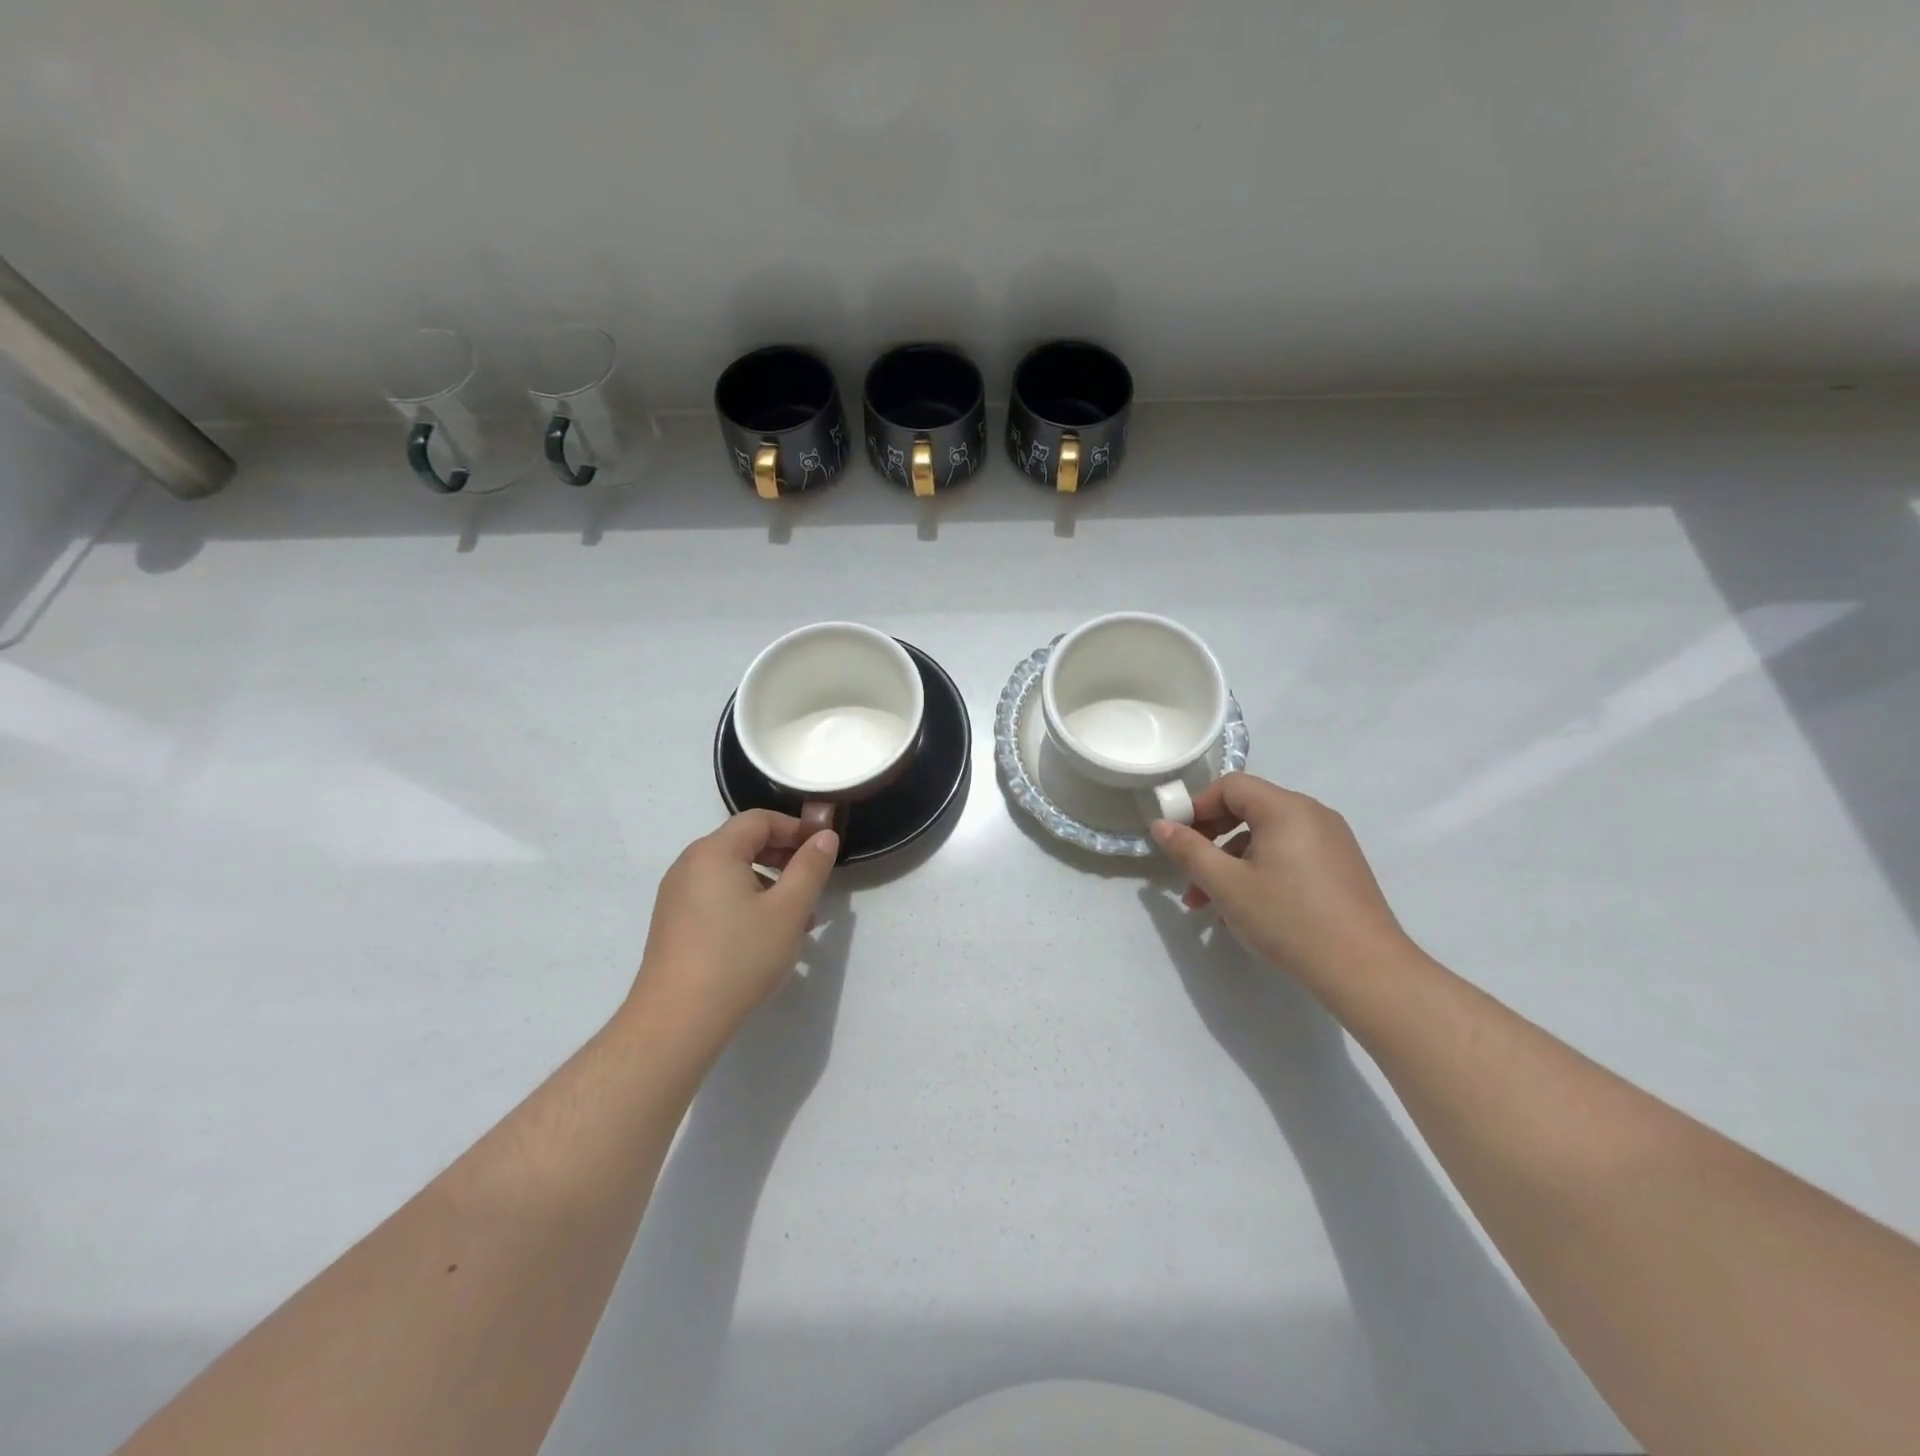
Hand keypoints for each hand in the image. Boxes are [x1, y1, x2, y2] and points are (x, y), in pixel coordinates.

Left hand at [630, 811, 837, 1043]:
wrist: (677, 1020)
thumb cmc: (739, 957)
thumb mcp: (789, 910)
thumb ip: (810, 868)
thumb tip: (825, 836)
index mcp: (714, 852)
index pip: (760, 820)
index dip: (796, 828)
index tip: (824, 848)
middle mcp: (689, 864)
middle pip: (743, 843)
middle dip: (784, 857)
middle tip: (814, 881)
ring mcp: (676, 895)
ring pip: (732, 873)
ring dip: (769, 883)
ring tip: (798, 918)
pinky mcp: (673, 922)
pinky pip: (716, 896)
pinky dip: (746, 902)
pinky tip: (766, 936)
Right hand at [1151, 773, 1409, 987]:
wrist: (1366, 971)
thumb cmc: (1289, 919)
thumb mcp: (1227, 885)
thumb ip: (1189, 850)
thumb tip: (1160, 824)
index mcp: (1286, 808)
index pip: (1231, 786)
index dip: (1197, 807)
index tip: (1177, 840)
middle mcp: (1312, 815)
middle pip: (1248, 810)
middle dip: (1211, 840)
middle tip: (1188, 873)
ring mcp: (1331, 842)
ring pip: (1266, 838)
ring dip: (1231, 863)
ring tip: (1208, 906)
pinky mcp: (1341, 868)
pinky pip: (1288, 856)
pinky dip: (1260, 872)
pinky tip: (1245, 911)